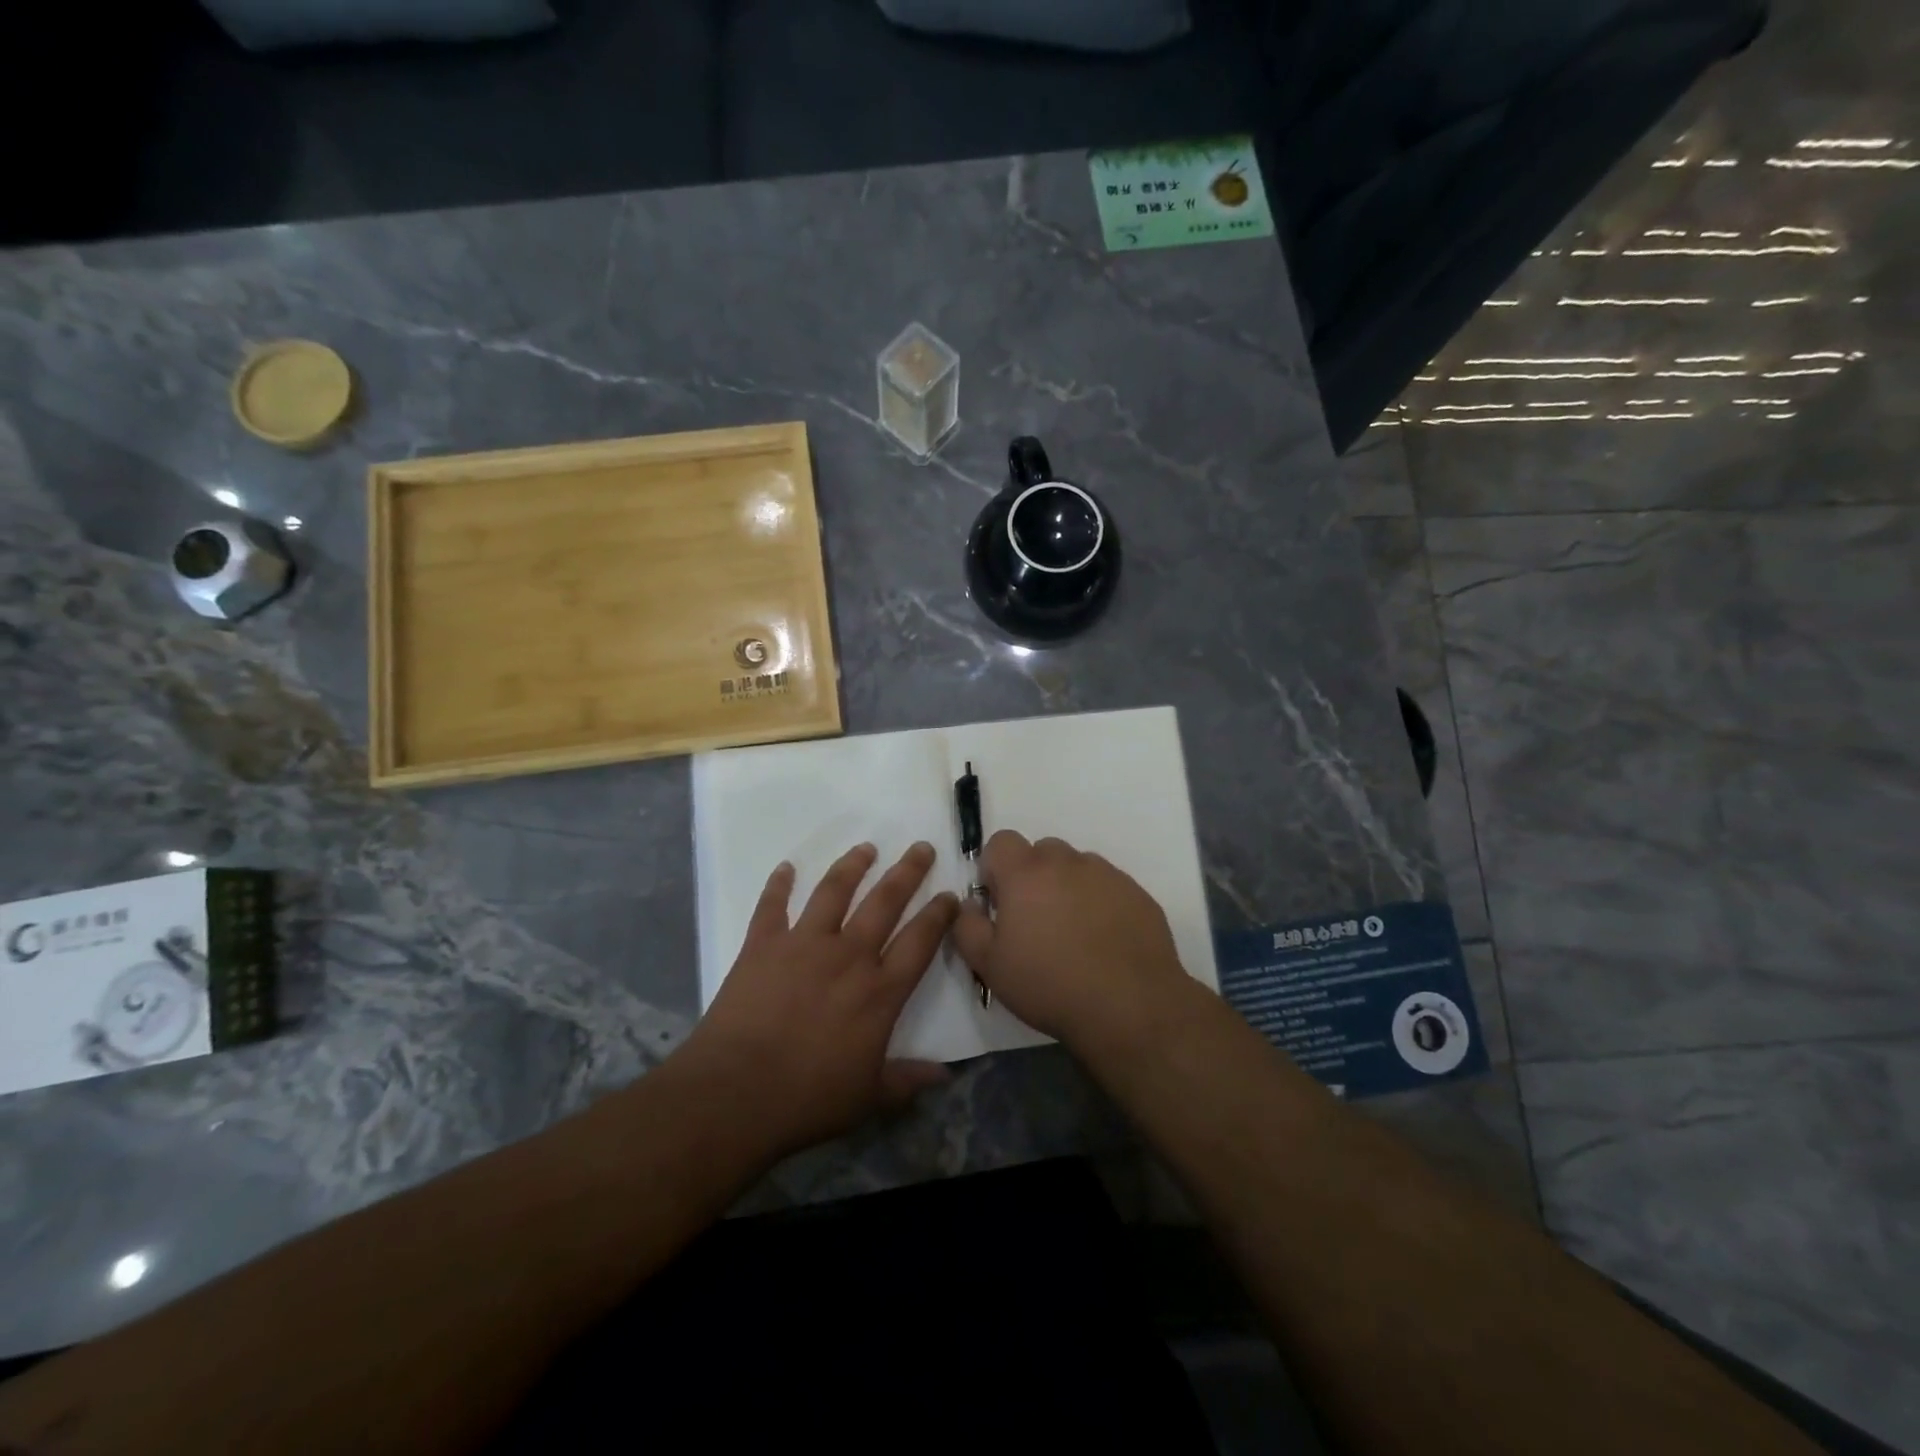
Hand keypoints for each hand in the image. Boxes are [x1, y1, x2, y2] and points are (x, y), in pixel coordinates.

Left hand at [677, 841, 957, 1160]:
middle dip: (907, 872)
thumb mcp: (868, 1097)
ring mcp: (803, 944)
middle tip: (921, 848)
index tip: (950, 894)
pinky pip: (772, 906)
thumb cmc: (807, 1099)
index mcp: (879, 991)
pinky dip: (778, 884)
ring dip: (852, 866)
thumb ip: (907, 1079)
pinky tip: (785, 868)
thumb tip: (946, 1074)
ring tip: (866, 848)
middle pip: (885, 902)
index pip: (920, 941)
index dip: (939, 915)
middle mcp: (848, 956)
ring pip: (834, 892)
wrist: (735, 1094)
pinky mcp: (762, 945)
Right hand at [951, 830, 1193, 1052]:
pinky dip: (1100, 903)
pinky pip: (1109, 887)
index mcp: (1026, 872)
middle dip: (1033, 877)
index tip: (1000, 903)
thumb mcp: (989, 965)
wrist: (1129, 1008)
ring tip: (1074, 934)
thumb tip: (970, 904)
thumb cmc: (1049, 985)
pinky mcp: (1138, 894)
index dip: (995, 869)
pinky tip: (1104, 942)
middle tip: (1036, 921)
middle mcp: (1068, 862)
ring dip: (1068, 887)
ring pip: (1078, 867)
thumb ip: (967, 925)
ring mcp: (1108, 875)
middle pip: (1042, 851)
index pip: (1001, 842)